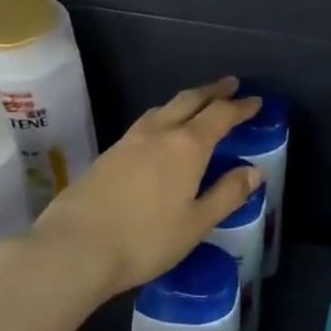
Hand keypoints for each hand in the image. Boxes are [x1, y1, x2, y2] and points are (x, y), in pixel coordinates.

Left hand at [32, 77, 262, 296]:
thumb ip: (227, 194)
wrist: (75, 246)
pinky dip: (164, 116)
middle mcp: (159, 132)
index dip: (240, 107)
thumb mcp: (196, 223)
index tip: (255, 101)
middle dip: (213, 91)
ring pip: (164, 108)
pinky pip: (146, 122)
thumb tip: (254, 171)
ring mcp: (130, 140)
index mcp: (187, 146)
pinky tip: (160, 132)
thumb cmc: (145, 239)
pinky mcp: (109, 153)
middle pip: (190, 100)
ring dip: (186, 101)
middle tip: (230, 85)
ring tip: (196, 104)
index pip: (220, 115)